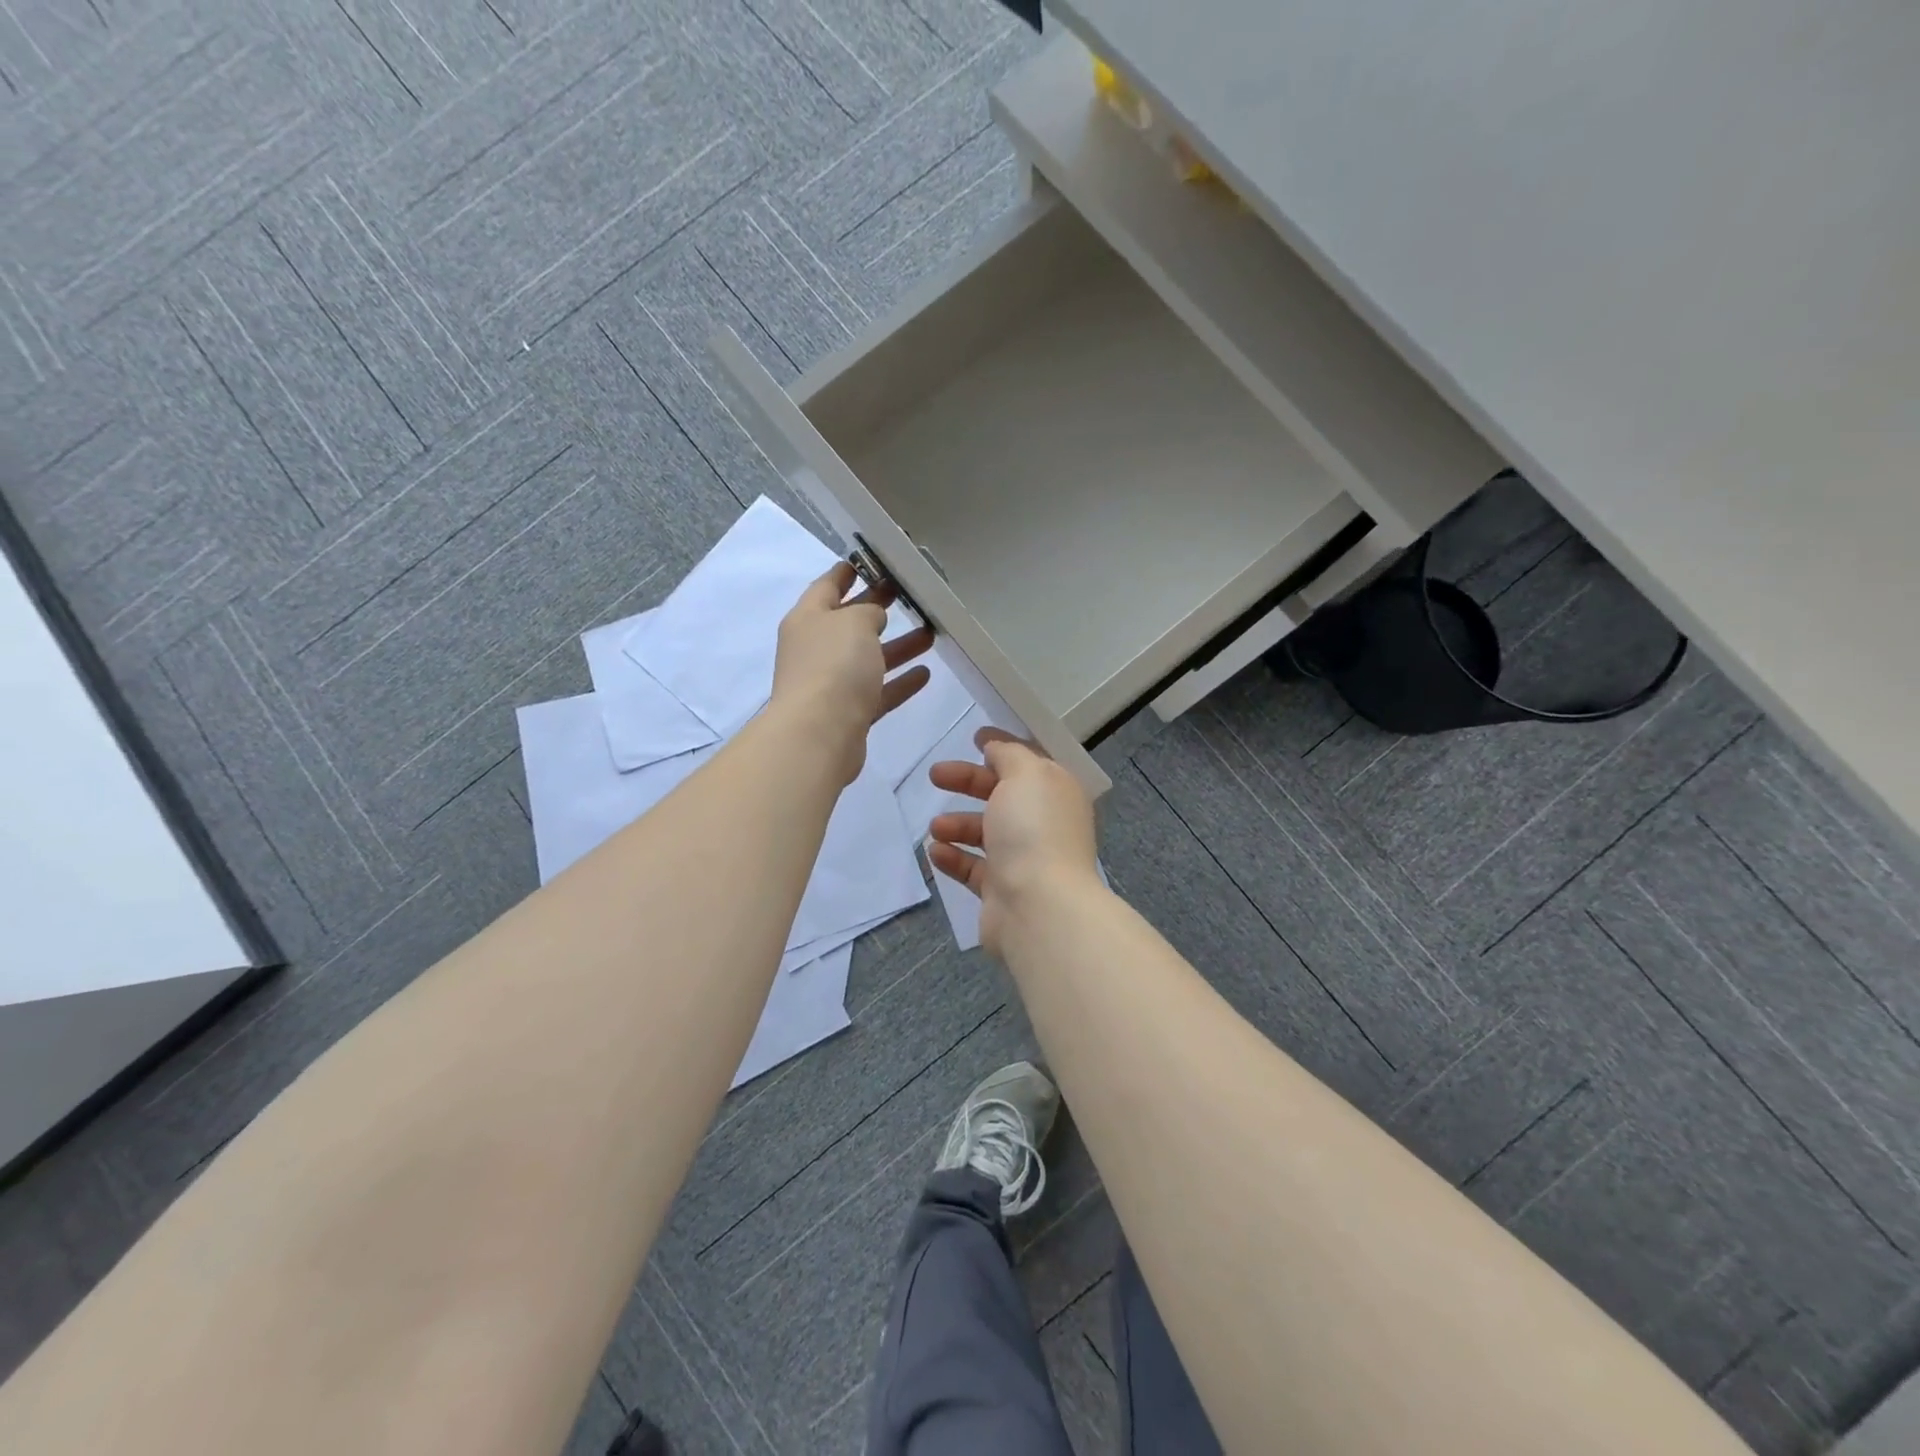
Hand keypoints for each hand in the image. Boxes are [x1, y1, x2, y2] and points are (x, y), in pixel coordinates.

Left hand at [771, 561, 933, 783]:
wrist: (819, 735)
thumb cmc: (833, 667)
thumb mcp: (854, 622)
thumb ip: (868, 611)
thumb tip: (872, 617)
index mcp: (808, 618)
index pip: (827, 586)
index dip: (848, 571)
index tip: (872, 561)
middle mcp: (815, 648)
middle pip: (849, 622)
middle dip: (876, 607)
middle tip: (908, 594)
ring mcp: (830, 683)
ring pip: (868, 658)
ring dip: (897, 646)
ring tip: (930, 633)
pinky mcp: (848, 713)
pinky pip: (878, 691)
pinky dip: (899, 682)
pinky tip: (925, 673)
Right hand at [926, 729, 1100, 953]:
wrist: (1038, 907)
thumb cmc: (1033, 830)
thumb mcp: (1025, 774)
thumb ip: (1009, 754)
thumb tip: (996, 748)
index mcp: (1056, 793)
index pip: (1029, 763)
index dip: (1003, 748)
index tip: (974, 738)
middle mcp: (1044, 824)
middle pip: (1001, 795)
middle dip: (968, 782)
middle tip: (935, 775)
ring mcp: (1024, 860)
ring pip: (986, 833)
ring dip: (957, 823)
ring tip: (935, 826)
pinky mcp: (1002, 890)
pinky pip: (973, 868)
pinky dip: (953, 857)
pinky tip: (935, 852)